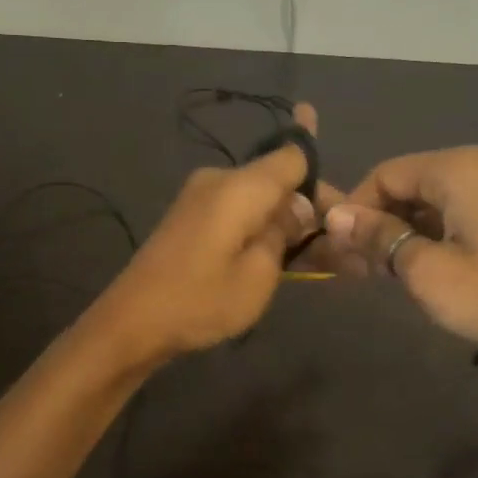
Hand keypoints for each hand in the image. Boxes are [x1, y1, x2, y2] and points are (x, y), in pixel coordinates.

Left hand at [92, 106, 320, 366]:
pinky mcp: (191, 216)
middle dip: (310, 207)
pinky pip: (239, 211)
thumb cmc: (199, 301)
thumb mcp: (258, 275)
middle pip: (278, 178)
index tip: (346, 203)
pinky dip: (263, 228)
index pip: (293, 155)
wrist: (131, 322)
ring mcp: (201, 196)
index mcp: (240, 186)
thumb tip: (299, 207)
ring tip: (322, 257)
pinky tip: (283, 253)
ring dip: (288, 221)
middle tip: (341, 246)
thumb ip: (284, 233)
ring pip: (260, 198)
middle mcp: (220, 179)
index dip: (322, 171)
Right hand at [323, 146, 477, 394]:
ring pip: (432, 201)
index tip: (338, 249)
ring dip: (402, 233)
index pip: (385, 174)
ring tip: (382, 274)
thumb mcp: (426, 270)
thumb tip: (334, 215)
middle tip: (356, 267)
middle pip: (408, 184)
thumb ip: (378, 236)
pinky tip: (420, 269)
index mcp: (458, 168)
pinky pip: (457, 214)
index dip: (355, 209)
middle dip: (377, 222)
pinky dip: (431, 236)